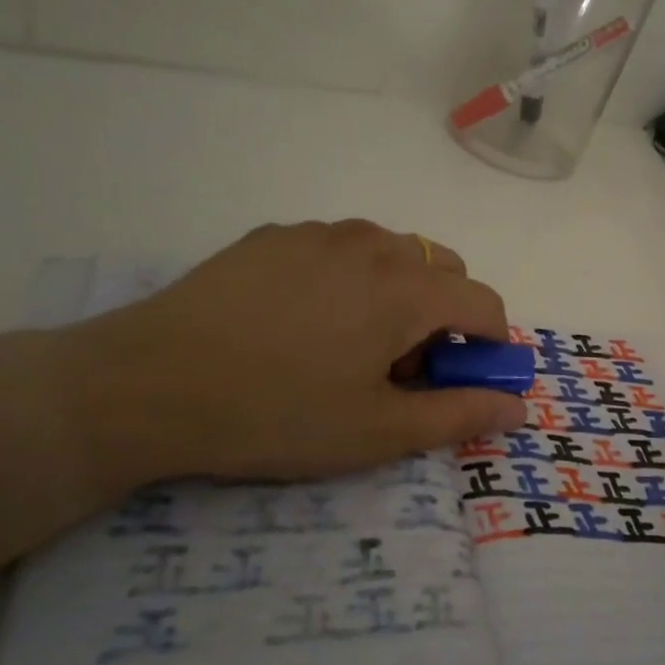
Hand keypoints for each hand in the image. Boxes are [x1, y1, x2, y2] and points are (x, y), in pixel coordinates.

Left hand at [58, 220, 527, 488]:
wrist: (145, 386)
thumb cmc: (277, 414)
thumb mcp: (379, 431)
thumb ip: (460, 414)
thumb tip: (518, 406)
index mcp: (406, 287)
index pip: (484, 303)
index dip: (489, 346)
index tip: (464, 382)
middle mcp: (372, 244)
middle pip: (443, 269)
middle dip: (443, 316)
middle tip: (401, 369)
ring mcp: (318, 233)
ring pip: (391, 254)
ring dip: (397, 294)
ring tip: (348, 346)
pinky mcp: (273, 236)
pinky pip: (338, 250)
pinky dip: (349, 280)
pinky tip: (300, 324)